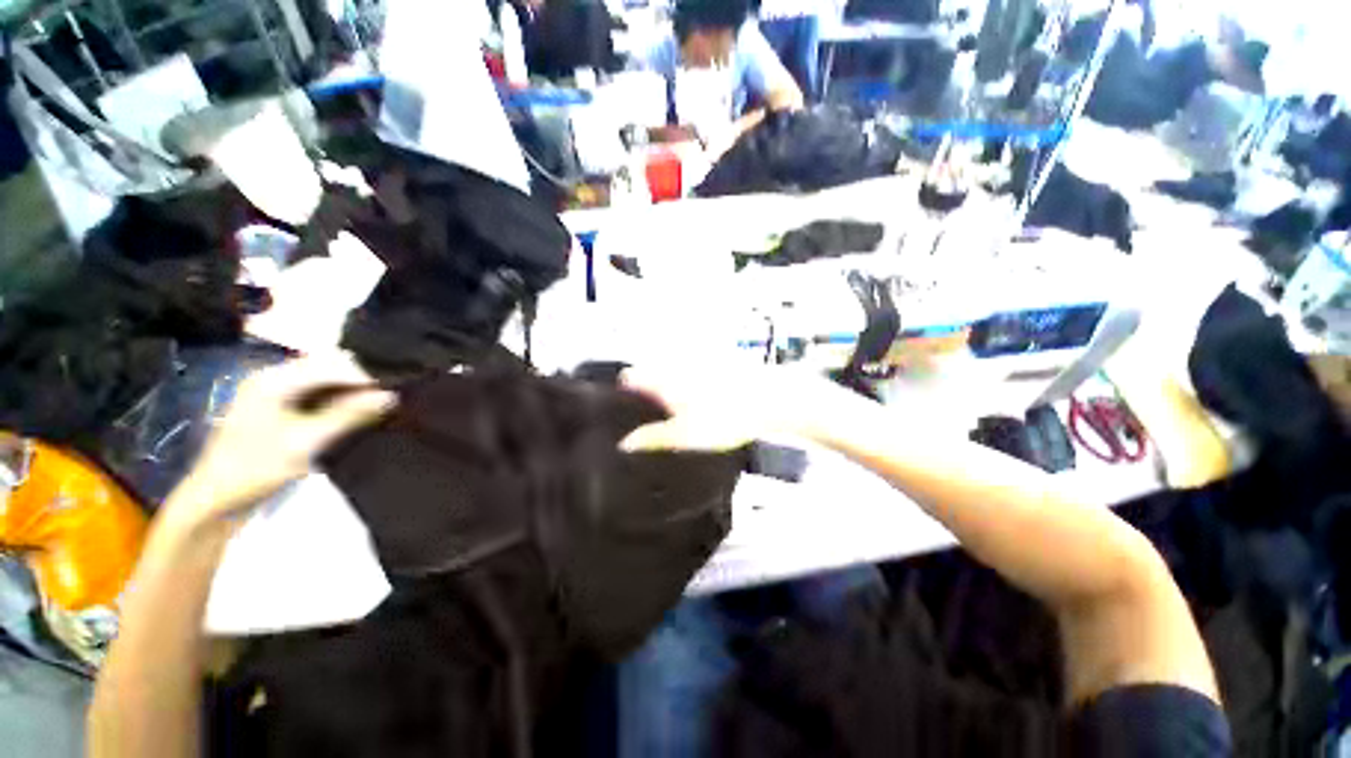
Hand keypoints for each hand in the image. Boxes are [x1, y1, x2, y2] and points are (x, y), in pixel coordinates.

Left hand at [165, 353, 395, 526]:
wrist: (215, 502)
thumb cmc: (255, 468)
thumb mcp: (306, 442)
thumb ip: (349, 416)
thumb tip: (392, 396)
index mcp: (274, 379)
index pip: (332, 364)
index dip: (366, 375)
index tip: (396, 391)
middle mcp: (274, 378)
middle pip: (329, 368)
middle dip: (361, 381)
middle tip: (392, 397)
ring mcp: (275, 393)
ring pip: (326, 382)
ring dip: (353, 392)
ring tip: (381, 404)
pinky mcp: (279, 409)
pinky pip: (319, 395)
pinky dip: (340, 401)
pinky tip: (358, 413)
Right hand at [619, 363, 850, 451]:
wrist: (769, 399)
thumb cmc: (723, 418)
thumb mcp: (684, 435)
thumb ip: (652, 438)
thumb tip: (623, 443)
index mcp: (664, 379)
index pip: (629, 377)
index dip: (620, 394)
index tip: (619, 412)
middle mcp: (677, 365)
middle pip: (649, 375)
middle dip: (642, 394)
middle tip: (644, 420)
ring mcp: (696, 363)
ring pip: (670, 374)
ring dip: (664, 391)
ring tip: (669, 416)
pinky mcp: (714, 365)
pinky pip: (690, 375)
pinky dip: (685, 387)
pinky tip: (696, 405)